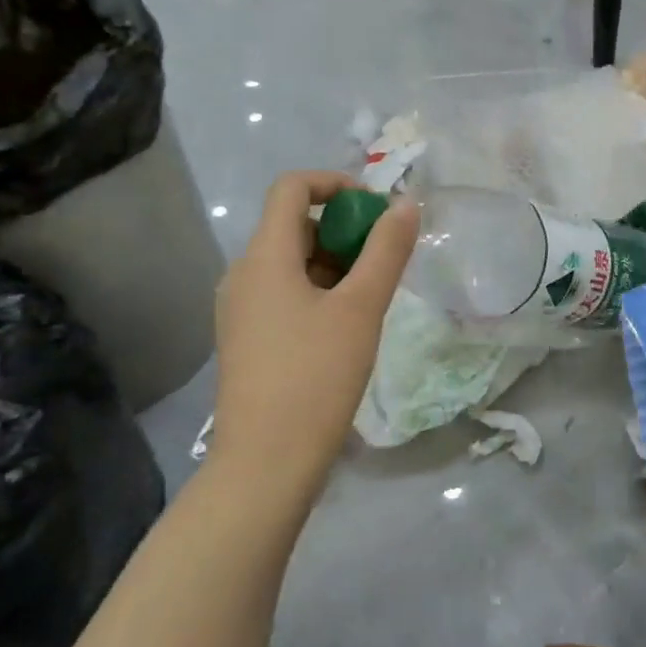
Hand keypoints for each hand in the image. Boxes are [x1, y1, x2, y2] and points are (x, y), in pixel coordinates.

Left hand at [211, 172, 417, 483]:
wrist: (266, 463)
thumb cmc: (316, 377)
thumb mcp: (361, 308)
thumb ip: (386, 251)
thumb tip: (404, 205)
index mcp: (263, 256)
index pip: (292, 188)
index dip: (336, 184)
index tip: (376, 211)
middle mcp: (243, 275)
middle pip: (294, 226)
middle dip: (343, 231)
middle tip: (384, 262)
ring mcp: (241, 310)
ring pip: (292, 264)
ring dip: (335, 265)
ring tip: (372, 300)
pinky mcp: (247, 340)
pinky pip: (285, 295)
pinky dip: (319, 293)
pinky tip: (347, 328)